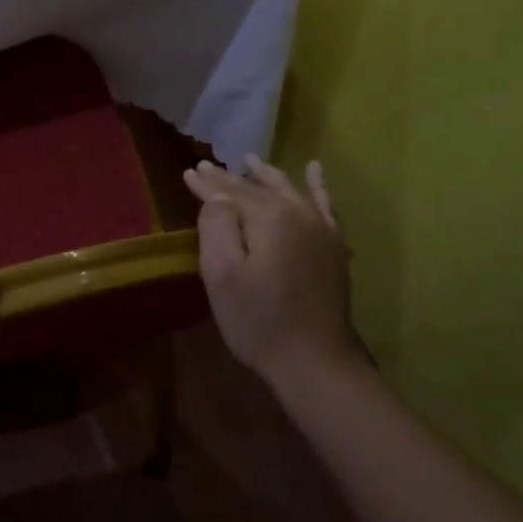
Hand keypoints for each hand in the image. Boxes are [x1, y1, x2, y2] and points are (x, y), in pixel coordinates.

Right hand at [182, 155, 361, 389]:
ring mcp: (321, 229)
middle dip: (230, 178)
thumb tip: (218, 199)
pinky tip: (313, 170)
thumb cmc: (258, 320)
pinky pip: (324, 204)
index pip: (231, 192)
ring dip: (266, 175)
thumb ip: (217, 226)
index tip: (188, 172)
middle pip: (258, 188)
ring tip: (250, 160)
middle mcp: (299, 213)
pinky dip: (317, 185)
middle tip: (206, 166)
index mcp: (270, 217)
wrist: (314, 361)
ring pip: (289, 190)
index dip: (207, 184)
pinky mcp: (333, 247)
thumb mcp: (221, 274)